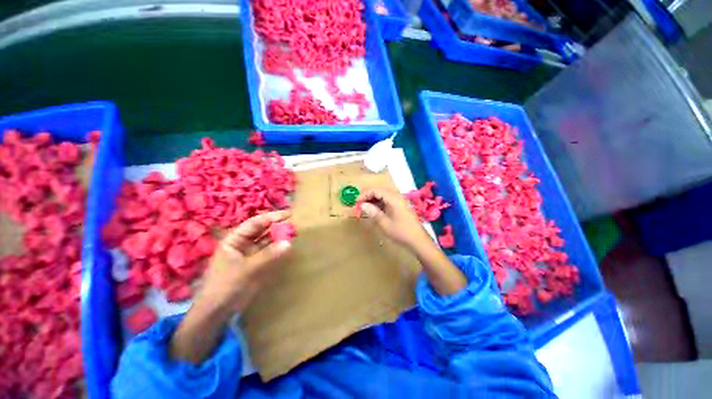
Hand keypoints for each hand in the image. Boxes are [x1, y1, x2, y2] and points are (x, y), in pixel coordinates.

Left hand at [198, 210, 291, 313]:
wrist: (217, 311)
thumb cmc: (226, 286)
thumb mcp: (247, 269)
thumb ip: (268, 255)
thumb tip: (289, 243)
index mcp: (234, 239)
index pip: (255, 223)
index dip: (271, 217)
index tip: (288, 214)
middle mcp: (243, 243)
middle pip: (262, 230)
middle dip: (277, 227)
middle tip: (294, 225)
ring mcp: (250, 253)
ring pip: (267, 241)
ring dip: (279, 237)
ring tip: (294, 233)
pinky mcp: (257, 263)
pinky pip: (270, 252)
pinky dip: (278, 249)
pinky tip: (288, 246)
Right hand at [357, 188, 430, 250]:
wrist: (418, 240)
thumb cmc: (402, 232)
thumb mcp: (385, 224)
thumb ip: (373, 212)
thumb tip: (362, 205)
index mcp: (394, 199)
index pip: (376, 190)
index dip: (364, 194)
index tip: (356, 202)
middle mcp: (397, 197)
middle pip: (379, 191)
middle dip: (367, 196)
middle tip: (359, 205)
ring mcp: (399, 201)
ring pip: (382, 195)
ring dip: (372, 200)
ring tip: (364, 208)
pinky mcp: (399, 206)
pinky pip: (387, 201)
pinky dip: (378, 204)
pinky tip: (373, 210)